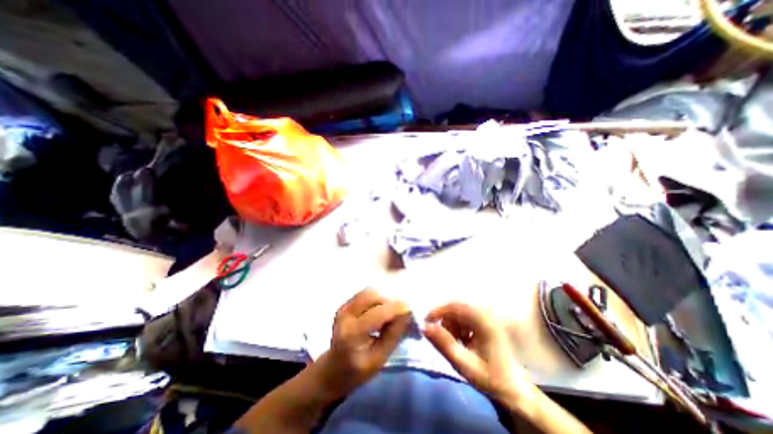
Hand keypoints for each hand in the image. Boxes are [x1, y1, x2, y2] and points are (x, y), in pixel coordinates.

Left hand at [315, 290, 409, 397]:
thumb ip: (394, 335)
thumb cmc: (357, 371)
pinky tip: (377, 313)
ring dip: (382, 300)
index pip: (377, 313)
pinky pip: (364, 294)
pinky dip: (375, 300)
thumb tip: (406, 313)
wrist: (333, 370)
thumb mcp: (379, 359)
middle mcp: (345, 316)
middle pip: (372, 296)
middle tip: (397, 314)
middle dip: (388, 302)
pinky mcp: (344, 305)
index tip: (409, 309)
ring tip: (387, 315)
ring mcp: (343, 308)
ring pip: (369, 292)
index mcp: (352, 334)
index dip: (395, 308)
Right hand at [421, 304, 538, 408]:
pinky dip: (459, 326)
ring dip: (452, 324)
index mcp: (483, 322)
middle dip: (445, 320)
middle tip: (440, 337)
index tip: (426, 322)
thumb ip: (444, 344)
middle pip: (457, 308)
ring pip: (460, 312)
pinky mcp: (486, 323)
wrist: (515, 390)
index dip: (438, 311)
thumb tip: (425, 327)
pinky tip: (463, 341)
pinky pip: (466, 317)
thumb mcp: (464, 364)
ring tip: (455, 343)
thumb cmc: (490, 378)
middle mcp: (486, 315)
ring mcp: (487, 318)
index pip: (455, 306)